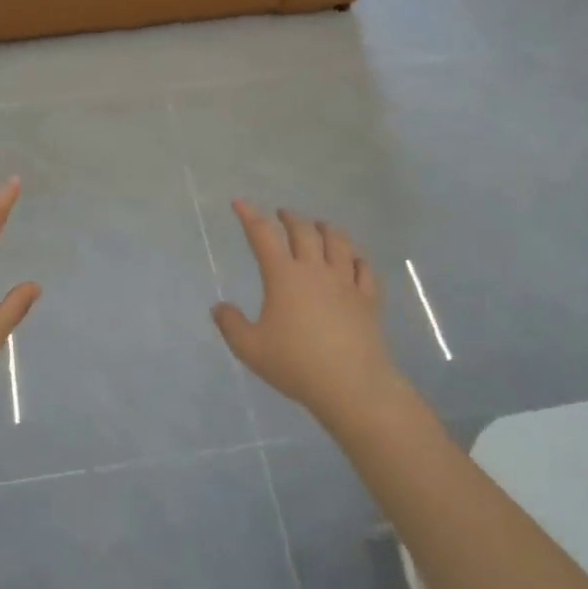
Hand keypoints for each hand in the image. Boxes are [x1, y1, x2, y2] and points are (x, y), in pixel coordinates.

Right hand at [210, 202, 392, 419]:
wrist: (352, 385)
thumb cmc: (296, 364)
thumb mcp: (250, 348)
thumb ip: (231, 325)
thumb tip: (219, 307)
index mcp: (284, 276)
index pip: (263, 236)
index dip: (249, 216)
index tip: (240, 203)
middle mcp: (315, 270)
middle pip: (304, 231)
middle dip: (290, 218)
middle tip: (282, 214)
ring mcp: (346, 282)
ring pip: (339, 242)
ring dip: (326, 228)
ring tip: (319, 226)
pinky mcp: (368, 299)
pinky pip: (364, 268)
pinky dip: (356, 257)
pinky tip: (353, 259)